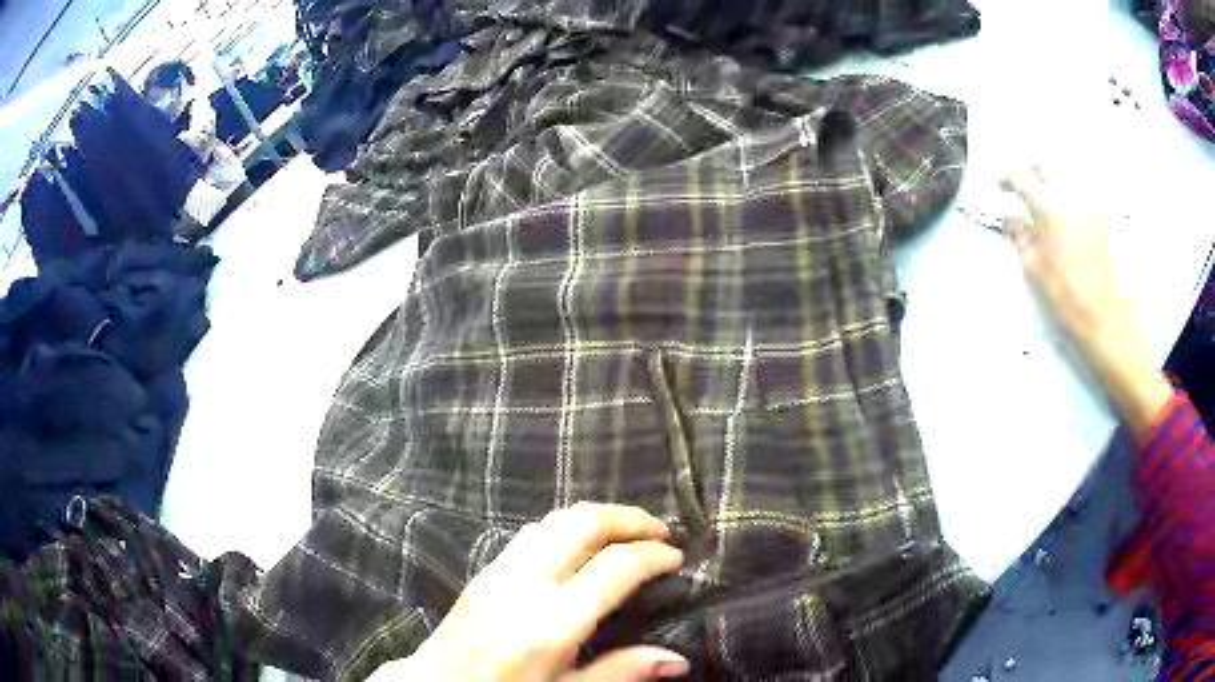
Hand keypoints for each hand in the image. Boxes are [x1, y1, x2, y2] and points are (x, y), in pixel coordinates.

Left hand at [370, 503, 688, 681]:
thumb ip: (620, 673)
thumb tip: (677, 660)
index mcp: (550, 623)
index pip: (614, 567)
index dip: (652, 555)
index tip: (676, 557)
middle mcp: (523, 584)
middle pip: (582, 524)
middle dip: (628, 517)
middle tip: (659, 529)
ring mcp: (497, 571)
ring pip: (554, 519)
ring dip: (596, 517)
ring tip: (627, 531)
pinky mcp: (482, 570)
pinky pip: (531, 532)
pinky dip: (566, 525)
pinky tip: (579, 544)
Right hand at [1001, 167, 1171, 434]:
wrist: (1111, 321)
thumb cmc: (1070, 301)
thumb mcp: (1035, 271)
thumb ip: (1019, 236)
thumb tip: (1010, 217)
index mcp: (1049, 208)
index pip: (1020, 175)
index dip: (1007, 178)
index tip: (1002, 187)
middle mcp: (1072, 193)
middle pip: (1047, 161)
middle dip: (1032, 168)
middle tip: (1026, 186)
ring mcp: (1093, 200)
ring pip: (1068, 171)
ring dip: (1055, 178)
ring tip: (1050, 198)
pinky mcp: (1108, 212)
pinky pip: (1087, 188)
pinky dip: (1075, 191)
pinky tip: (1073, 212)